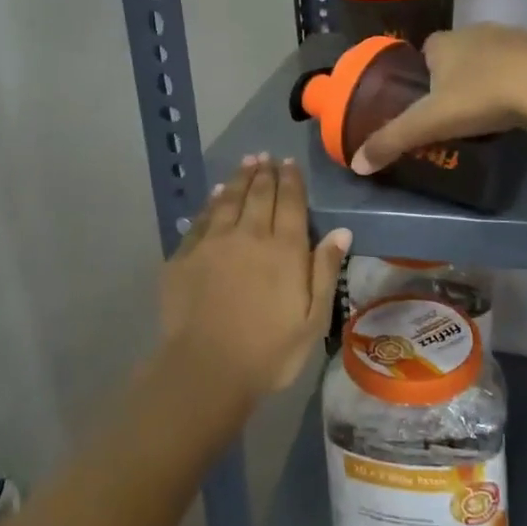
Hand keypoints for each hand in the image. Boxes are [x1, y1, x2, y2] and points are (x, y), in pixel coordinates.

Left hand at [159, 155, 351, 400]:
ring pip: (229, 200)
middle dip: (264, 172)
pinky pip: (202, 219)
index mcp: (284, 249)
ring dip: (239, 179)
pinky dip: (212, 202)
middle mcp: (249, 235)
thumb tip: (341, 230)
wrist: (206, 369)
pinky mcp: (185, 255)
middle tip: (266, 156)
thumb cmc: (269, 352)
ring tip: (246, 162)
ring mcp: (213, 243)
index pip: (290, 203)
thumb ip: (326, 271)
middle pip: (259, 194)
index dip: (291, 180)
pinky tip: (216, 194)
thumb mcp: (312, 319)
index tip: (289, 162)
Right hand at [352, 24, 526, 174]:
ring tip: (489, 110)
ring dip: (487, 77)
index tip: (428, 104)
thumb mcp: (430, 123)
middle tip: (458, 112)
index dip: (423, 76)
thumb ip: (392, 140)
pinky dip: (516, 80)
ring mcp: (512, 36)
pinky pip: (520, 64)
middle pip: (456, 54)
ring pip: (489, 57)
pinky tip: (520, 104)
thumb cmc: (482, 97)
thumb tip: (356, 164)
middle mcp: (474, 30)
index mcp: (443, 42)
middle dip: (455, 77)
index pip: (424, 53)